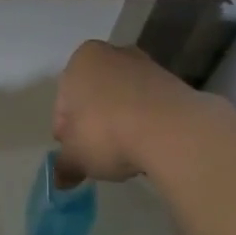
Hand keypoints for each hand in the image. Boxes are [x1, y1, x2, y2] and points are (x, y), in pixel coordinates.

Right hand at [52, 41, 194, 184]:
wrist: (173, 131)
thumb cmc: (107, 133)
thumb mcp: (76, 157)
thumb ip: (64, 166)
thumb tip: (61, 180)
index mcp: (81, 61)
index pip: (64, 101)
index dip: (66, 131)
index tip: (74, 153)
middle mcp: (113, 54)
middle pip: (95, 95)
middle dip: (94, 122)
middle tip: (97, 153)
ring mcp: (147, 65)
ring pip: (123, 99)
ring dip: (121, 122)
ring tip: (126, 153)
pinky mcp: (175, 82)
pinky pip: (150, 106)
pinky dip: (146, 123)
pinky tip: (147, 146)